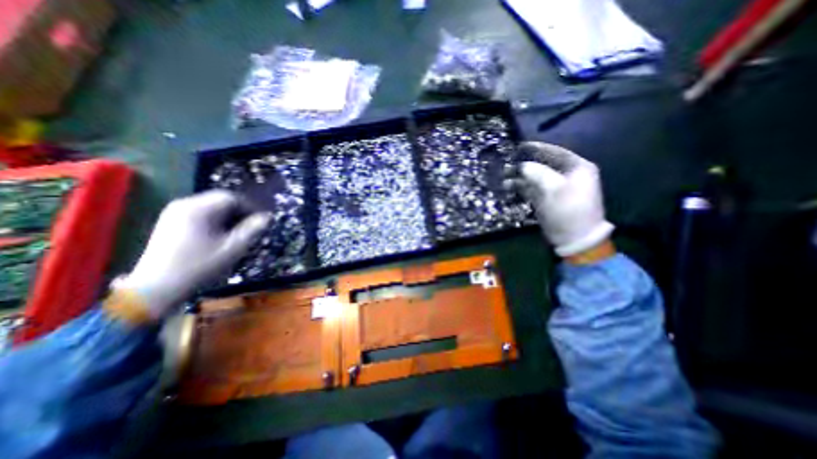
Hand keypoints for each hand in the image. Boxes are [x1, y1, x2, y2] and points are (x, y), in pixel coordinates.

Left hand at [115, 191, 269, 318]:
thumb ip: (253, 229)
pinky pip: (200, 215)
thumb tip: (267, 217)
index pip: (232, 198)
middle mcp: (184, 204)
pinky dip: (215, 222)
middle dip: (240, 213)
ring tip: (237, 234)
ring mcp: (173, 213)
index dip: (251, 208)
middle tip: (251, 229)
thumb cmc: (200, 266)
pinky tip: (219, 237)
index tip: (261, 222)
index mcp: (199, 208)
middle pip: (220, 201)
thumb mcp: (233, 248)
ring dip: (228, 218)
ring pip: (211, 208)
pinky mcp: (169, 223)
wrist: (156, 288)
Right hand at [505, 141, 613, 258]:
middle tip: (507, 164)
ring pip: (534, 177)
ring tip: (503, 178)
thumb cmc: (568, 210)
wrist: (574, 239)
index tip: (519, 146)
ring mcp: (555, 188)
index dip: (537, 148)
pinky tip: (508, 186)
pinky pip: (531, 188)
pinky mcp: (546, 199)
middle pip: (542, 164)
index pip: (555, 152)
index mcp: (577, 167)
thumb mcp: (554, 188)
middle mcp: (567, 175)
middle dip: (524, 165)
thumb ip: (537, 173)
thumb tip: (522, 166)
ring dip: (519, 177)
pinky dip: (520, 187)